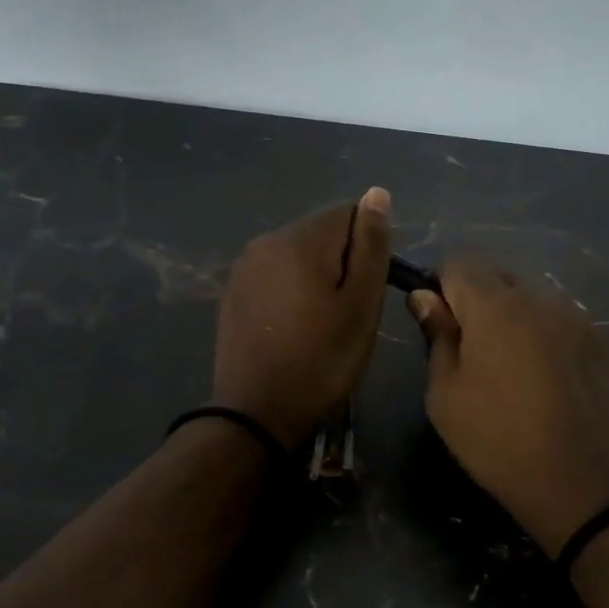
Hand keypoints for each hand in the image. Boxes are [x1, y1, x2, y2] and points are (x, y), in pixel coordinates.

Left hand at [211, 188, 393, 449]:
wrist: (255, 413)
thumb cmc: (321, 361)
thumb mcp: (361, 306)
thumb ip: (371, 246)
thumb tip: (376, 194)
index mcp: (300, 239)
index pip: (349, 214)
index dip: (368, 250)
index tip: (365, 293)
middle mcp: (267, 240)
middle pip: (322, 233)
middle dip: (341, 263)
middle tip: (346, 315)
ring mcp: (244, 266)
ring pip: (298, 255)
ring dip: (317, 278)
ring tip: (320, 324)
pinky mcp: (233, 291)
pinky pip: (275, 276)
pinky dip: (291, 292)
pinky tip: (293, 328)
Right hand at [409, 260, 608, 553]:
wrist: (583, 483)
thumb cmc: (498, 440)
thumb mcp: (446, 395)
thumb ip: (437, 336)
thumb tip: (425, 297)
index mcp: (495, 306)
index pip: (458, 263)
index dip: (440, 287)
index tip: (438, 325)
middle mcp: (539, 298)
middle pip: (497, 276)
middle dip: (476, 300)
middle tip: (470, 350)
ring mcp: (576, 318)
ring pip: (530, 298)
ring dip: (512, 317)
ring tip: (510, 368)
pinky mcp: (600, 342)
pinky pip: (559, 321)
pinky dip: (542, 335)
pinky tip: (544, 378)